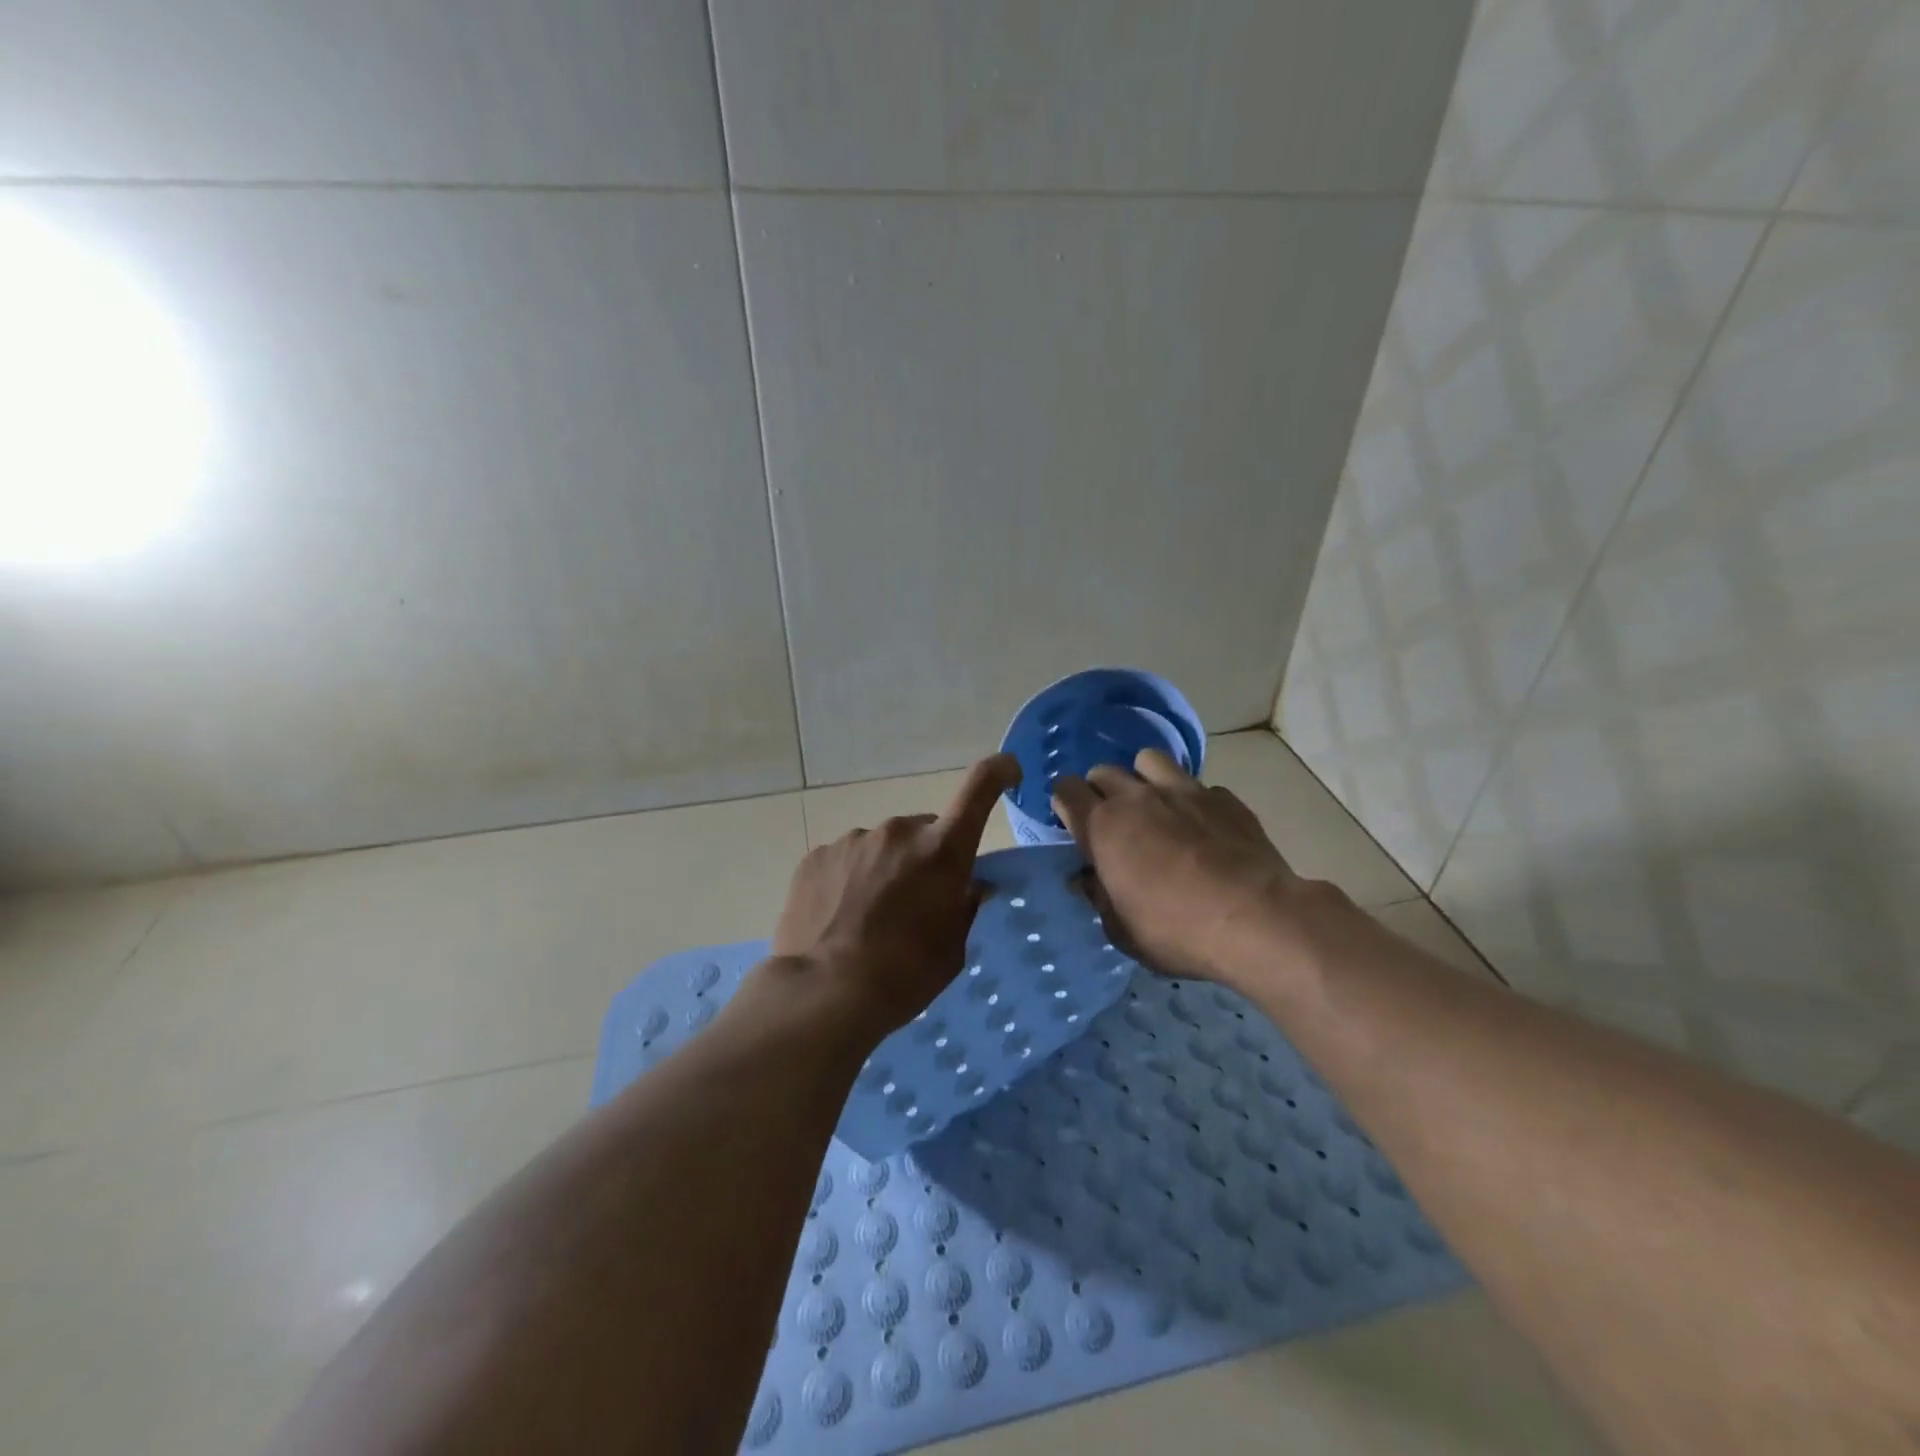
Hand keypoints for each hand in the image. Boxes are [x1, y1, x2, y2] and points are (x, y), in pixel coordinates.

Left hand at [768, 753, 1022, 1039]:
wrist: (822, 993)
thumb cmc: (903, 976)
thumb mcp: (952, 949)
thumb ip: (963, 907)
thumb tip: (968, 886)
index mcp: (941, 850)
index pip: (979, 789)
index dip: (997, 772)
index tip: (1008, 770)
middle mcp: (898, 831)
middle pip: (924, 832)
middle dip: (926, 857)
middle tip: (915, 903)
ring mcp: (853, 840)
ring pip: (882, 847)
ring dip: (885, 870)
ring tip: (869, 919)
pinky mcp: (817, 856)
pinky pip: (846, 860)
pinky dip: (850, 880)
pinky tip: (839, 917)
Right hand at [1051, 749, 1298, 985]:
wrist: (1255, 919)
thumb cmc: (1175, 930)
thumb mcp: (1121, 929)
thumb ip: (1098, 897)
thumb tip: (1087, 879)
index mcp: (1103, 826)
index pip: (1066, 790)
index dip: (1066, 804)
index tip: (1075, 826)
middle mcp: (1137, 797)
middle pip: (1103, 771)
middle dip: (1100, 791)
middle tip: (1113, 823)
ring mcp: (1184, 791)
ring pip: (1148, 760)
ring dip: (1143, 778)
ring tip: (1154, 806)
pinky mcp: (1224, 798)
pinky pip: (1198, 786)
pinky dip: (1192, 801)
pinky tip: (1203, 827)